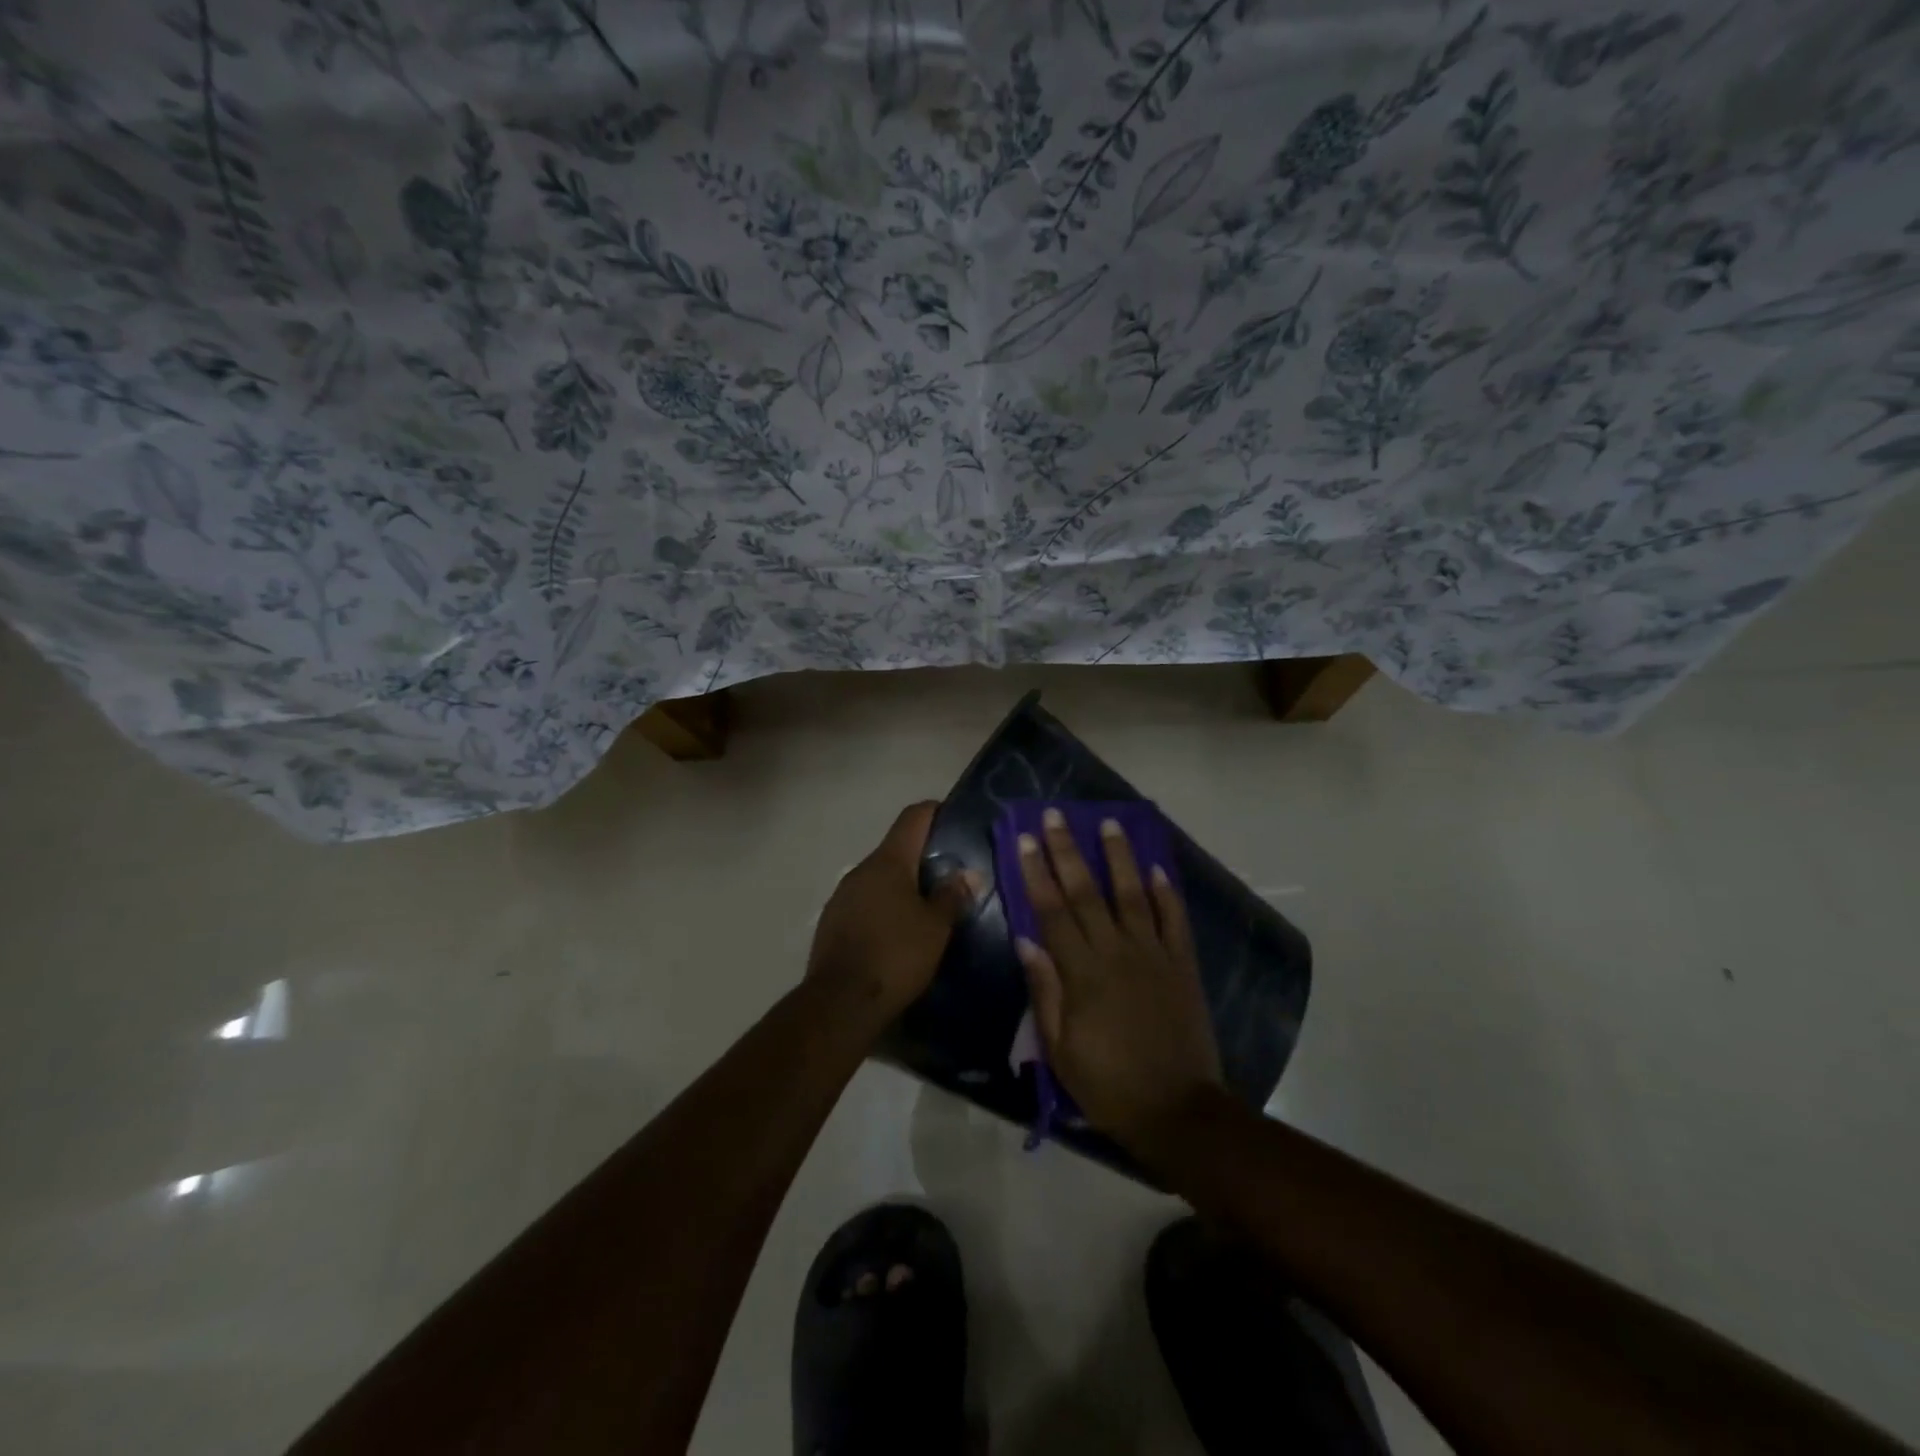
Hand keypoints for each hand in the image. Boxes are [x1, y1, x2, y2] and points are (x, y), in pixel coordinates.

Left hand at [808, 801, 975, 1020]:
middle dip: (924, 856)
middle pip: (897, 849)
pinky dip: (886, 907)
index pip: (913, 817)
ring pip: (881, 878)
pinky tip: (901, 931)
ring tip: (930, 905)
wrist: (840, 1003)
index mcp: (889, 862)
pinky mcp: (833, 922)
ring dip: (904, 885)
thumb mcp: (936, 927)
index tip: (955, 818)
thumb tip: (968, 873)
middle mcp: (861, 870)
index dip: (935, 811)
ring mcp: (843, 895)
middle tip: (952, 872)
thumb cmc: (896, 956)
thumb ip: (952, 895)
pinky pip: (866, 902)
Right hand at [1015, 810, 1224, 1154]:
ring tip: (1110, 824)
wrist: (1177, 1110)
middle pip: (1087, 892)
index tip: (1025, 839)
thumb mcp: (1060, 1048)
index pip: (1052, 911)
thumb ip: (1045, 990)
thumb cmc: (1108, 1084)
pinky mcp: (1183, 965)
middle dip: (1068, 851)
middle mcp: (1117, 952)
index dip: (1036, 873)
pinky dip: (1167, 893)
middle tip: (1056, 815)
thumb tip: (1027, 940)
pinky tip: (1157, 868)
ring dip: (1120, 858)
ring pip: (1133, 895)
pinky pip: (1175, 921)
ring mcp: (1154, 955)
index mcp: (1083, 973)